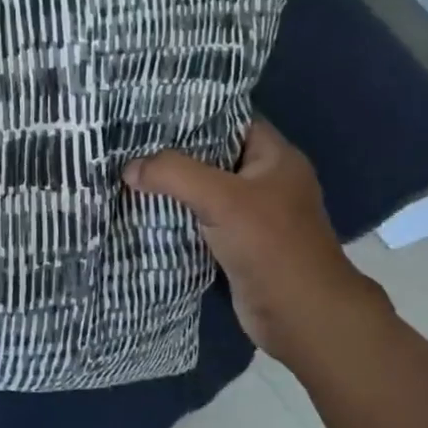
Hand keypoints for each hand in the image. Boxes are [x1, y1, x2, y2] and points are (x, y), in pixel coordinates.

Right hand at [123, 120, 393, 366]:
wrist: (301, 317)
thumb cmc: (271, 246)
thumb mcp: (221, 199)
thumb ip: (173, 174)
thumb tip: (128, 168)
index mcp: (275, 157)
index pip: (230, 119)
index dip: (192, 112)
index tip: (148, 110)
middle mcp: (265, 180)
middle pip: (211, 154)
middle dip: (172, 150)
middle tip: (127, 141)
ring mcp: (252, 213)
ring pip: (202, 188)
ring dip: (170, 185)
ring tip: (126, 170)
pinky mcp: (237, 242)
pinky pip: (199, 218)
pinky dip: (175, 213)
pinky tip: (141, 207)